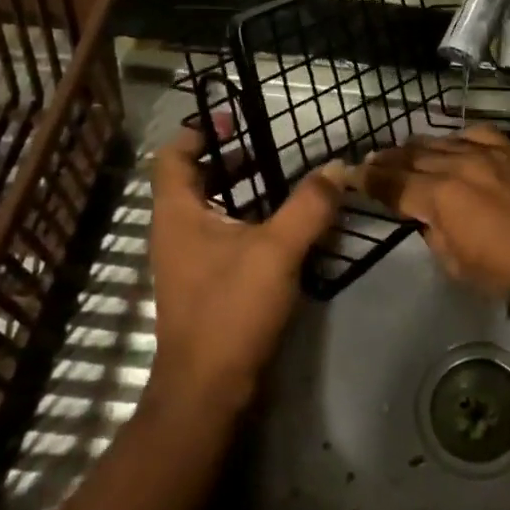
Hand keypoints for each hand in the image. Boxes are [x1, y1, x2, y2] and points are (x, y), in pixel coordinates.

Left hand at [145, 119, 344, 411]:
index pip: (173, 157)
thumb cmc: (231, 310)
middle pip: (192, 180)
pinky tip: (284, 229)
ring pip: (209, 210)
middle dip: (228, 160)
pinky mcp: (205, 285)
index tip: (234, 120)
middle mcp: (176, 232)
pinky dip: (248, 222)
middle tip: (268, 148)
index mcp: (178, 214)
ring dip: (241, 192)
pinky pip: (223, 237)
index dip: (199, 132)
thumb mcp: (277, 250)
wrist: (208, 389)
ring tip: (282, 182)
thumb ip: (309, 206)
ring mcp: (188, 261)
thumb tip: (336, 167)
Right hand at [357, 124, 509, 299]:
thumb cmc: (503, 268)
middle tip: (370, 162)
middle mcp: (456, 166)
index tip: (350, 174)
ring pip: (440, 142)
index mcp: (438, 196)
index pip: (392, 184)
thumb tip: (427, 216)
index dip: (367, 180)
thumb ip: (432, 232)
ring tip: (402, 151)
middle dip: (387, 161)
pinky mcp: (509, 150)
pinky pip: (476, 134)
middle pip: (411, 158)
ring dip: (416, 148)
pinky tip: (450, 143)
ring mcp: (485, 153)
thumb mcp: (454, 262)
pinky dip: (457, 138)